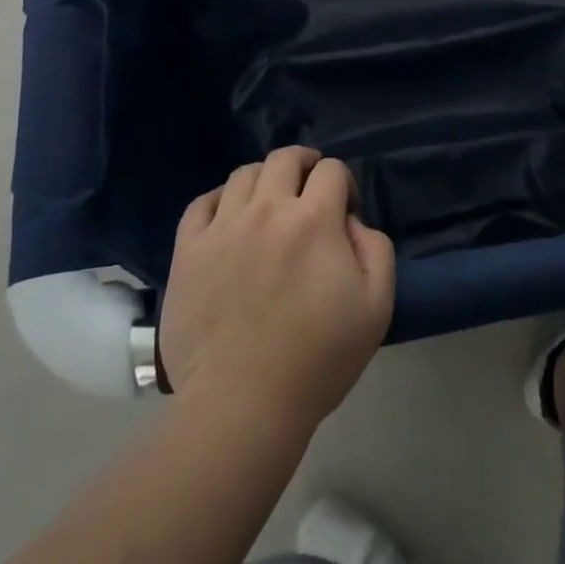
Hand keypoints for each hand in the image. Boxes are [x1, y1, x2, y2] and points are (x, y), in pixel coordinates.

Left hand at [160, 148, 394, 429]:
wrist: (242, 406)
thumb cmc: (316, 360)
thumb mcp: (376, 307)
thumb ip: (376, 249)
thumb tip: (352, 221)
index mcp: (314, 219)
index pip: (331, 169)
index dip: (343, 182)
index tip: (344, 210)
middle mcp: (267, 210)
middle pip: (285, 158)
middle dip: (304, 164)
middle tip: (309, 190)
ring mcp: (223, 227)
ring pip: (244, 174)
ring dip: (264, 180)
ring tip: (269, 205)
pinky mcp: (188, 250)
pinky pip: (201, 203)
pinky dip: (219, 200)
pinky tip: (229, 218)